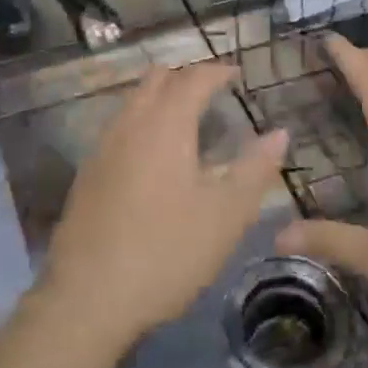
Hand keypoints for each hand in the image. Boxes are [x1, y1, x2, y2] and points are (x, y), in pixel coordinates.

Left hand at [39, 62, 288, 354]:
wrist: (88, 297)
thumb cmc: (167, 252)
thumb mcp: (226, 215)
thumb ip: (255, 168)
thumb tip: (280, 133)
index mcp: (165, 125)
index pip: (193, 79)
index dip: (216, 71)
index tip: (236, 74)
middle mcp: (129, 124)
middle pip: (156, 80)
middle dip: (185, 77)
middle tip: (213, 92)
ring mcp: (102, 148)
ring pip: (132, 102)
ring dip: (160, 98)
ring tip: (187, 121)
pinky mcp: (87, 173)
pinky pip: (119, 128)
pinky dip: (142, 123)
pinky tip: (154, 157)